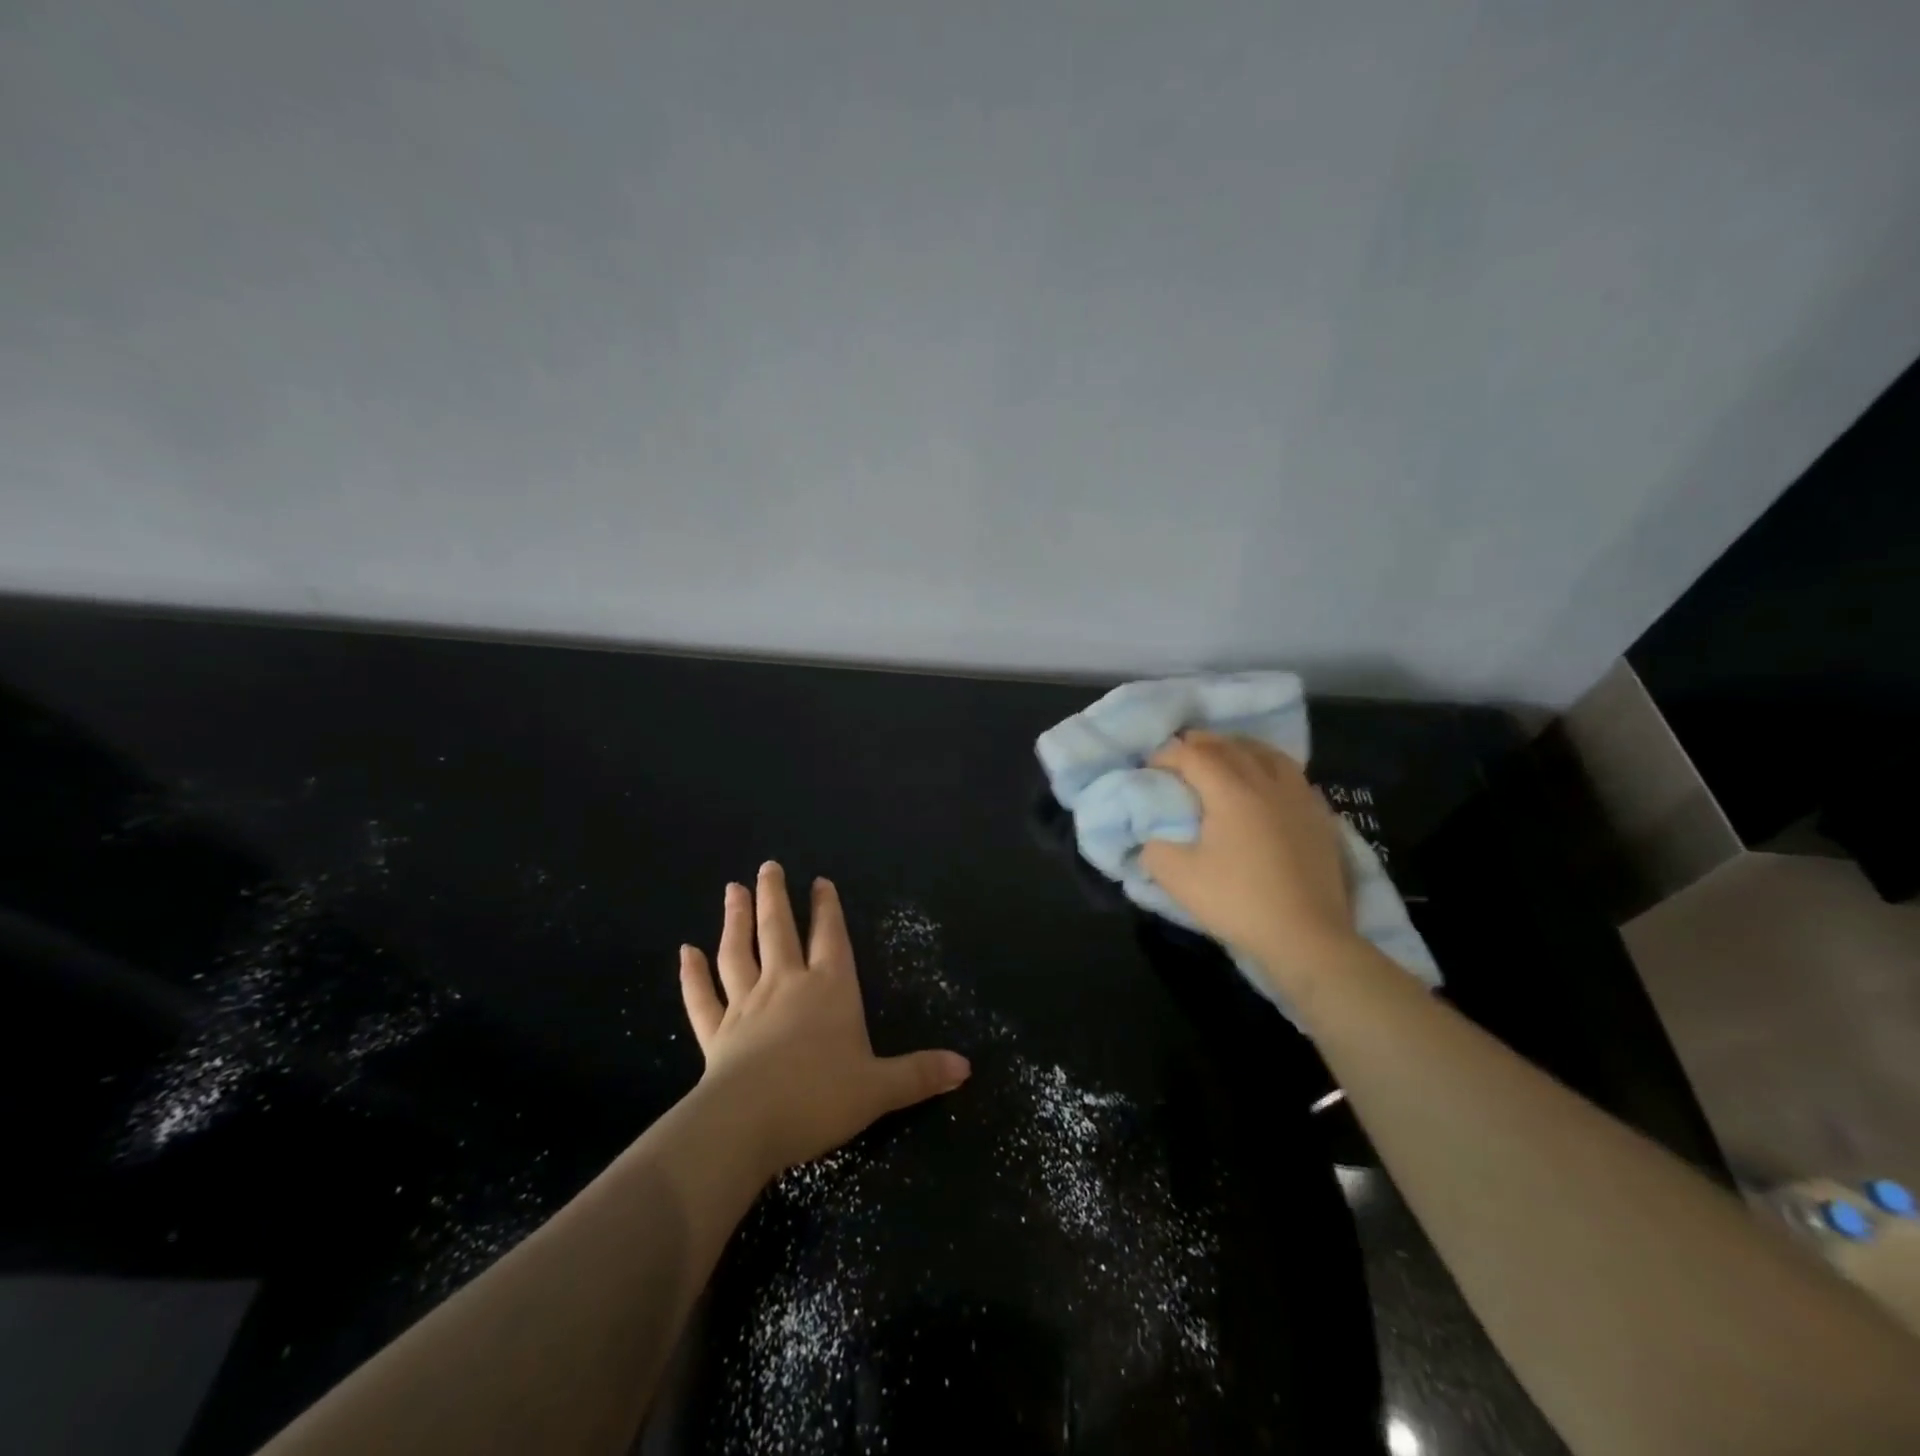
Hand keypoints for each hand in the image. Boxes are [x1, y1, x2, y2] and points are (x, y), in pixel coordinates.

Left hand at [677, 862, 969, 1176]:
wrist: (747, 1126)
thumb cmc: (819, 1098)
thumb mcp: (880, 1089)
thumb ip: (919, 1074)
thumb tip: (966, 1068)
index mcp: (829, 990)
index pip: (830, 938)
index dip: (827, 909)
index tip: (819, 881)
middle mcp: (786, 986)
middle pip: (779, 931)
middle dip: (774, 897)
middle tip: (767, 867)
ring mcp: (746, 1006)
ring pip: (737, 953)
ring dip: (734, 920)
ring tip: (732, 889)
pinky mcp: (715, 1033)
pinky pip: (702, 997)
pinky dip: (692, 974)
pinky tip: (685, 952)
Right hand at [1139, 732, 1359, 993]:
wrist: (1307, 936)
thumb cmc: (1238, 902)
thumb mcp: (1178, 879)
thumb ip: (1154, 851)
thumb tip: (1152, 840)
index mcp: (1231, 791)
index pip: (1194, 755)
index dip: (1167, 755)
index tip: (1149, 767)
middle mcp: (1267, 783)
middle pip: (1231, 747)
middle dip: (1201, 744)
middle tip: (1180, 754)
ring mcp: (1299, 798)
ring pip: (1267, 754)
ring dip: (1239, 749)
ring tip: (1224, 757)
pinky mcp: (1321, 818)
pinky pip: (1293, 776)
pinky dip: (1270, 768)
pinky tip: (1266, 785)